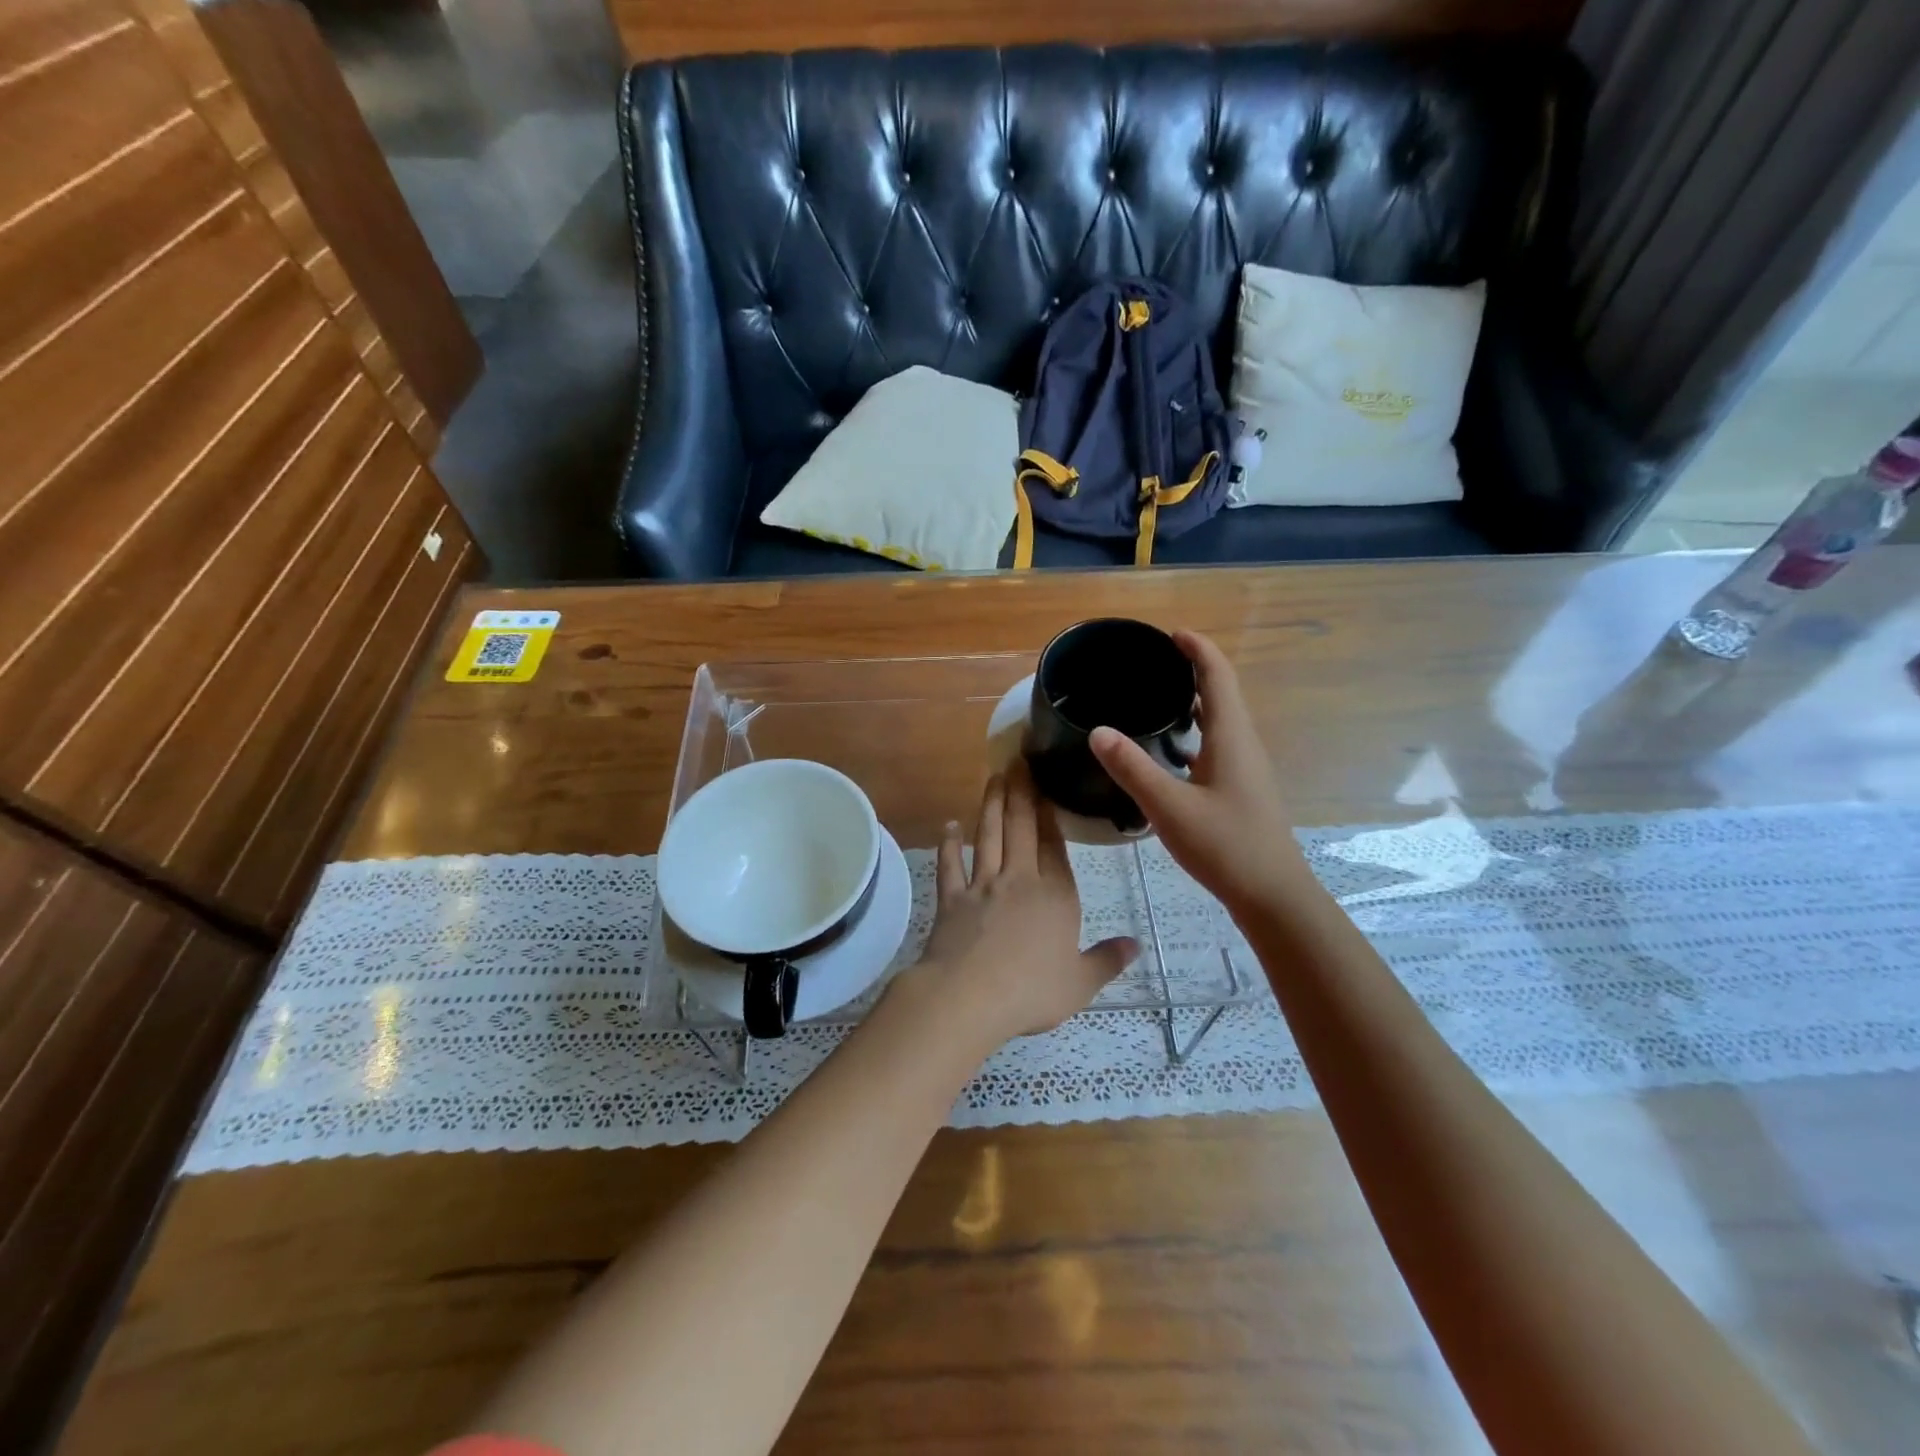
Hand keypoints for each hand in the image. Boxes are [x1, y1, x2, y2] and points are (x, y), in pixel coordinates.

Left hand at [894, 764, 1136, 1049]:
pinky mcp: (952, 899)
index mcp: (1056, 896)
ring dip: (991, 806)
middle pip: (1021, 829)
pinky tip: (949, 826)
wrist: (970, 996)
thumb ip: (1107, 960)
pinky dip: (949, 844)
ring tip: (994, 777)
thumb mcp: (1081, 983)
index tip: (1046, 786)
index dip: (1050, 814)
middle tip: (1017, 761)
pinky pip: (950, 866)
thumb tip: (1136, 945)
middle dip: (1021, 794)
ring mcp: (982, 886)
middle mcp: (1019, 881)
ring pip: (988, 837)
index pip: (1054, 846)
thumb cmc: (1032, 991)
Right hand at [1090, 631, 1316, 920]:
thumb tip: (1098, 730)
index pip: (1218, 675)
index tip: (1169, 633)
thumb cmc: (1225, 846)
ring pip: (1220, 721)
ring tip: (1156, 698)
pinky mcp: (1240, 789)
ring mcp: (1245, 768)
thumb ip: (1133, 768)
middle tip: (1152, 664)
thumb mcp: (1170, 807)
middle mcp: (1243, 744)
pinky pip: (1217, 745)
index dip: (1197, 648)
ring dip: (1194, 701)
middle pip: (1222, 692)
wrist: (1272, 895)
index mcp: (1231, 737)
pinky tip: (1170, 752)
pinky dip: (1194, 733)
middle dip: (1192, 670)